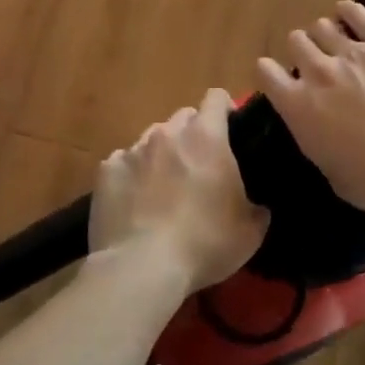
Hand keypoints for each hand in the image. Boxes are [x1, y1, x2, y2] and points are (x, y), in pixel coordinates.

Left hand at [89, 89, 269, 292]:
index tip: (231, 130)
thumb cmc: (204, 243)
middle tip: (199, 165)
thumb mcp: (250, 232)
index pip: (217, 98)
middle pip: (184, 116)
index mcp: (206, 137)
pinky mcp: (107, 170)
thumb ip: (257, 208)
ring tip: (163, 186)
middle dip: (193, 134)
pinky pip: (122, 163)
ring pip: (152, 138)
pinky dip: (131, 176)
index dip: (225, 109)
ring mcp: (133, 149)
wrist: (142, 267)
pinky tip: (134, 203)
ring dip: (161, 154)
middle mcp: (168, 133)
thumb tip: (258, 207)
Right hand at [254, 0, 364, 213]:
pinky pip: (358, 13)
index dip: (271, 72)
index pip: (266, 71)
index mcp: (297, 105)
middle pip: (296, 40)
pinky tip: (350, 13)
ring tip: (338, 42)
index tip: (281, 78)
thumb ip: (313, 134)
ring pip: (323, 25)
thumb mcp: (326, 166)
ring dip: (326, 34)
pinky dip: (350, 11)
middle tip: (318, 62)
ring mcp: (352, 52)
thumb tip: (315, 123)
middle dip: (303, 50)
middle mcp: (317, 71)